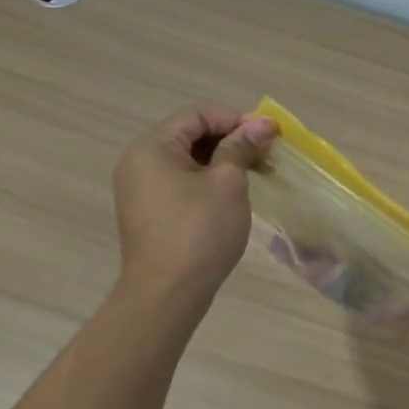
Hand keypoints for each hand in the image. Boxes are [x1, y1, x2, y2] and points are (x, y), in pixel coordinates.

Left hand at [112, 105, 276, 294]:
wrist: (167, 293)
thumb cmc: (199, 231)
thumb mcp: (228, 183)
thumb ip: (242, 147)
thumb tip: (262, 123)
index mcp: (152, 148)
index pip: (197, 115)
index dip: (236, 119)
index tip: (269, 134)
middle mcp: (139, 163)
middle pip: (190, 136)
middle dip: (231, 140)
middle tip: (267, 153)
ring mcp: (140, 191)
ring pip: (187, 162)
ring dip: (222, 162)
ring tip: (256, 174)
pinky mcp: (149, 214)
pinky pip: (181, 184)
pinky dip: (208, 182)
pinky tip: (233, 195)